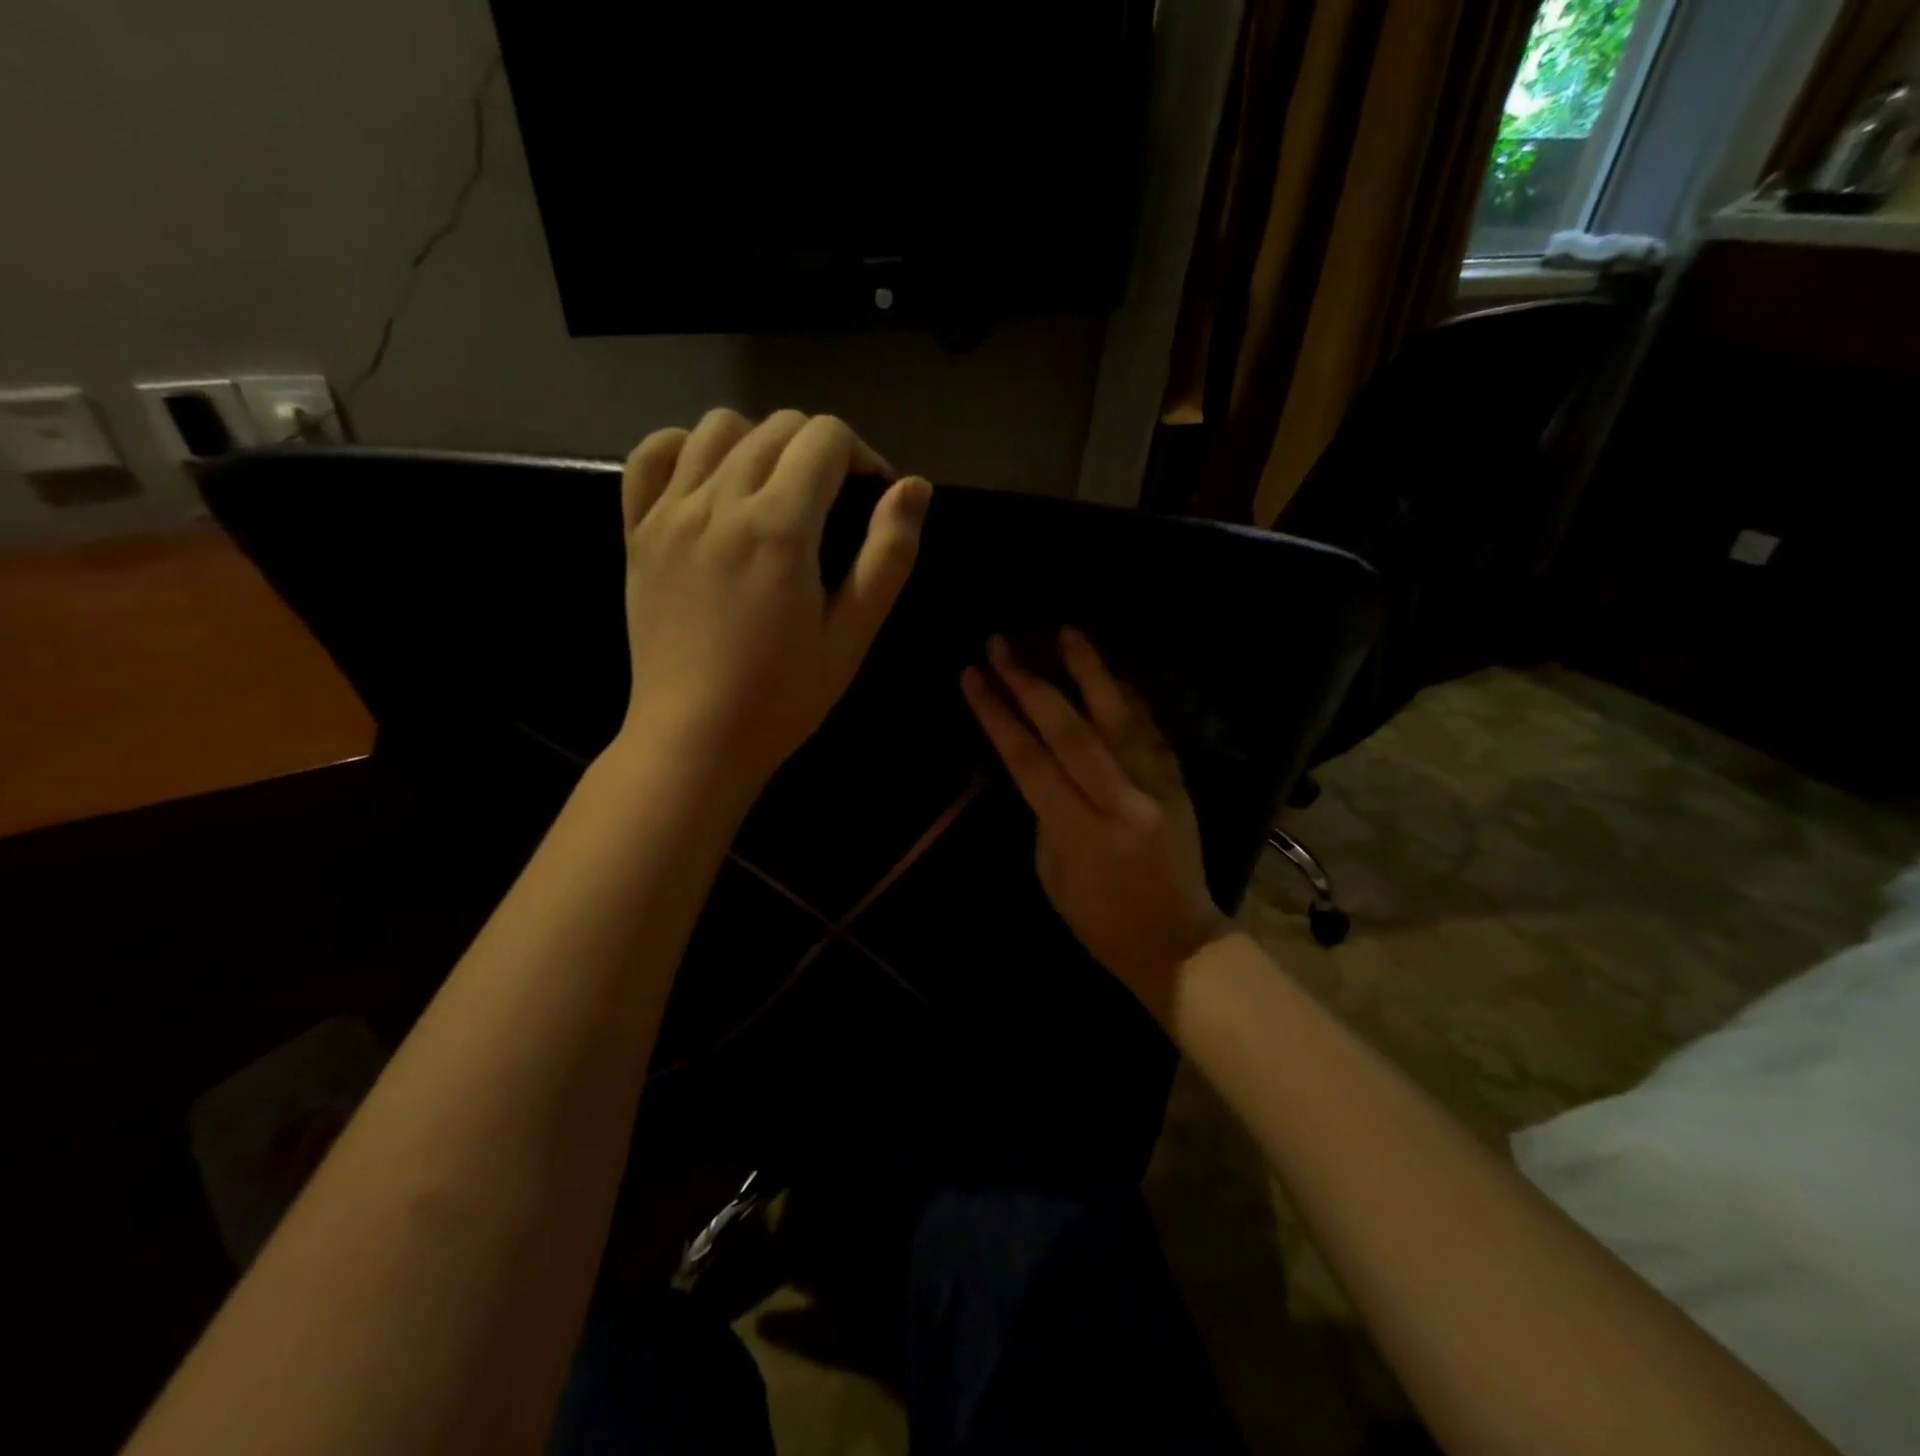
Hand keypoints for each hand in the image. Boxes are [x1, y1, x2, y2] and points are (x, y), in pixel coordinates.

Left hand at [616, 408, 930, 794]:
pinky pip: (654, 454)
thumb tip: (914, 487)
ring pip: (720, 426)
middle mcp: (719, 501)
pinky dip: (688, 449)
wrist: (694, 739)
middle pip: (778, 426)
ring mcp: (670, 512)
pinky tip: (711, 482)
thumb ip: (887, 557)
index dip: (863, 456)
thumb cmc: (782, 697)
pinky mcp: (638, 531)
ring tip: (777, 491)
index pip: (826, 438)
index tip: (872, 498)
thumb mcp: (851, 636)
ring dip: (761, 442)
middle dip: (820, 449)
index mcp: (778, 527)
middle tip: (835, 502)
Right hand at [961, 629, 1233, 1015]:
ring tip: (1066, 631)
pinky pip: (1152, 730)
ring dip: (1090, 671)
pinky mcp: (1179, 783)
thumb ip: (1045, 814)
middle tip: (1003, 643)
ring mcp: (1157, 788)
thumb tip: (1040, 766)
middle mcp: (1121, 801)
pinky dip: (1129, 698)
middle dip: (1031, 683)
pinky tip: (1110, 672)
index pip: (1030, 761)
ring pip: (1119, 718)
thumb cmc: (1100, 922)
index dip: (997, 716)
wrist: (1177, 943)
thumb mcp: (1052, 874)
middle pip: (1071, 730)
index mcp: (1081, 832)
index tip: (973, 676)